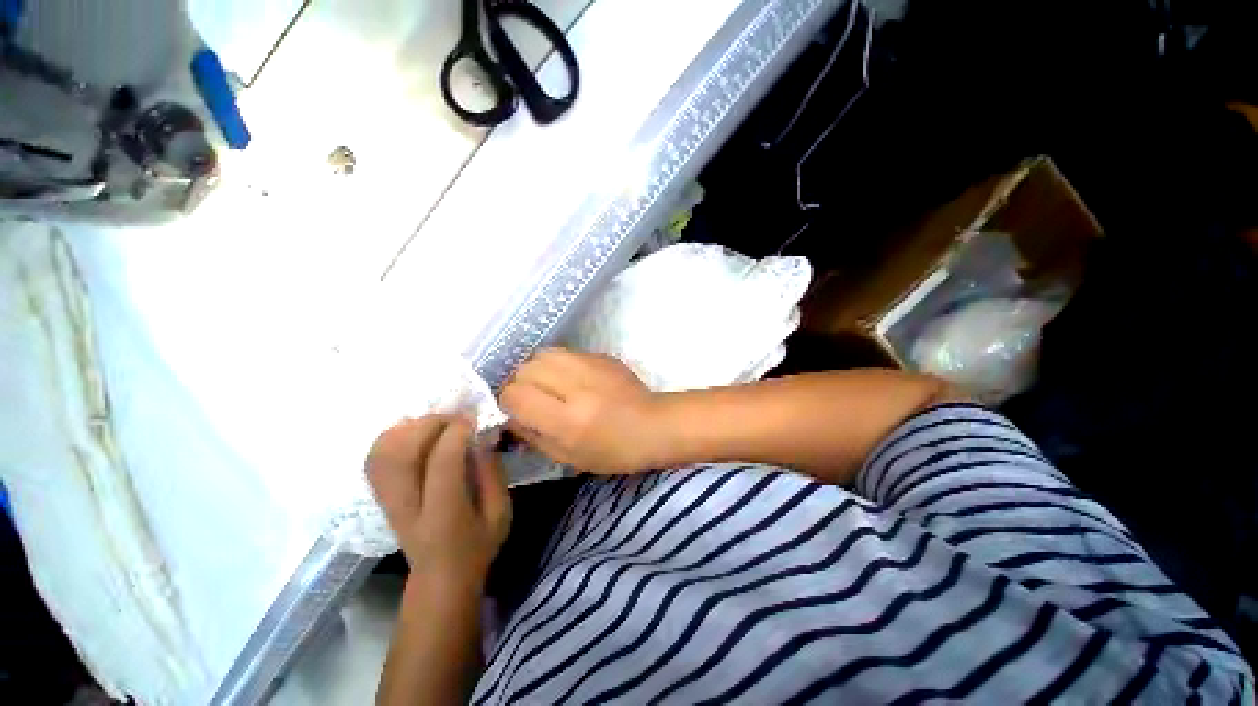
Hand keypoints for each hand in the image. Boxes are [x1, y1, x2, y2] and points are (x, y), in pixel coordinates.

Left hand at [366, 416, 511, 590]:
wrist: (440, 578)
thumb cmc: (477, 546)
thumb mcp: (500, 513)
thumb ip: (492, 473)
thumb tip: (482, 436)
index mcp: (443, 516)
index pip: (441, 465)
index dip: (456, 433)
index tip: (473, 418)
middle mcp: (408, 507)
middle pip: (403, 455)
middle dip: (430, 425)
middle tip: (455, 418)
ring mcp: (388, 503)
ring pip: (383, 454)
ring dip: (409, 429)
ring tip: (436, 423)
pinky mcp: (381, 498)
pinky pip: (375, 459)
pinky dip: (391, 438)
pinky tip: (414, 433)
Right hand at [500, 349, 667, 473]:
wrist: (654, 425)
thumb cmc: (613, 451)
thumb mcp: (567, 457)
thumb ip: (533, 435)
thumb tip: (511, 415)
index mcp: (567, 419)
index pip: (514, 395)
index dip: (508, 403)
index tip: (517, 411)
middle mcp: (576, 386)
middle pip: (525, 369)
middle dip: (520, 383)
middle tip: (532, 398)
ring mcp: (591, 365)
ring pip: (542, 354)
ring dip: (537, 369)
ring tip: (548, 385)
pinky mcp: (602, 355)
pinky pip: (566, 352)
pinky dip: (559, 364)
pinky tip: (572, 379)